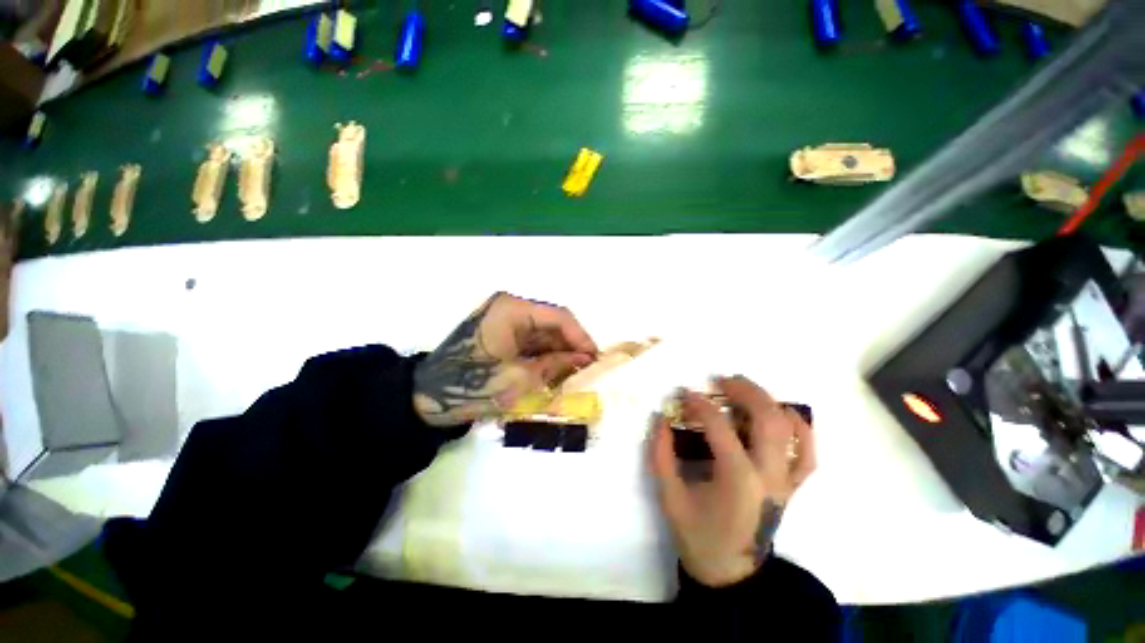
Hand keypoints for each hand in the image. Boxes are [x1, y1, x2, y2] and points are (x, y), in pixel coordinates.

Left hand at [413, 292, 597, 426]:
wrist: (427, 398)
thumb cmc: (472, 385)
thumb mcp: (520, 378)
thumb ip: (556, 365)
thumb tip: (584, 359)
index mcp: (512, 309)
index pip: (558, 316)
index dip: (580, 337)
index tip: (595, 358)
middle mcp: (510, 308)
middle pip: (552, 324)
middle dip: (570, 347)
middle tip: (588, 370)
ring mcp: (505, 321)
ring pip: (543, 334)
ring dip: (559, 353)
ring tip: (574, 375)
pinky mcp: (501, 334)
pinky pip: (531, 342)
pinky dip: (544, 357)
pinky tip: (555, 373)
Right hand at [649, 377, 815, 586]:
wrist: (730, 572)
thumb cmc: (697, 535)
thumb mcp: (669, 497)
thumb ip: (661, 455)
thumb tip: (660, 419)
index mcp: (737, 481)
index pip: (720, 428)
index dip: (701, 404)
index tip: (684, 393)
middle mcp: (769, 477)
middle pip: (767, 420)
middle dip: (744, 392)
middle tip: (721, 380)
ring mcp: (786, 482)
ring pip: (789, 430)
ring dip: (768, 401)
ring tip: (745, 388)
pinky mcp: (792, 486)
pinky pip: (808, 453)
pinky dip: (800, 429)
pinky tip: (784, 413)